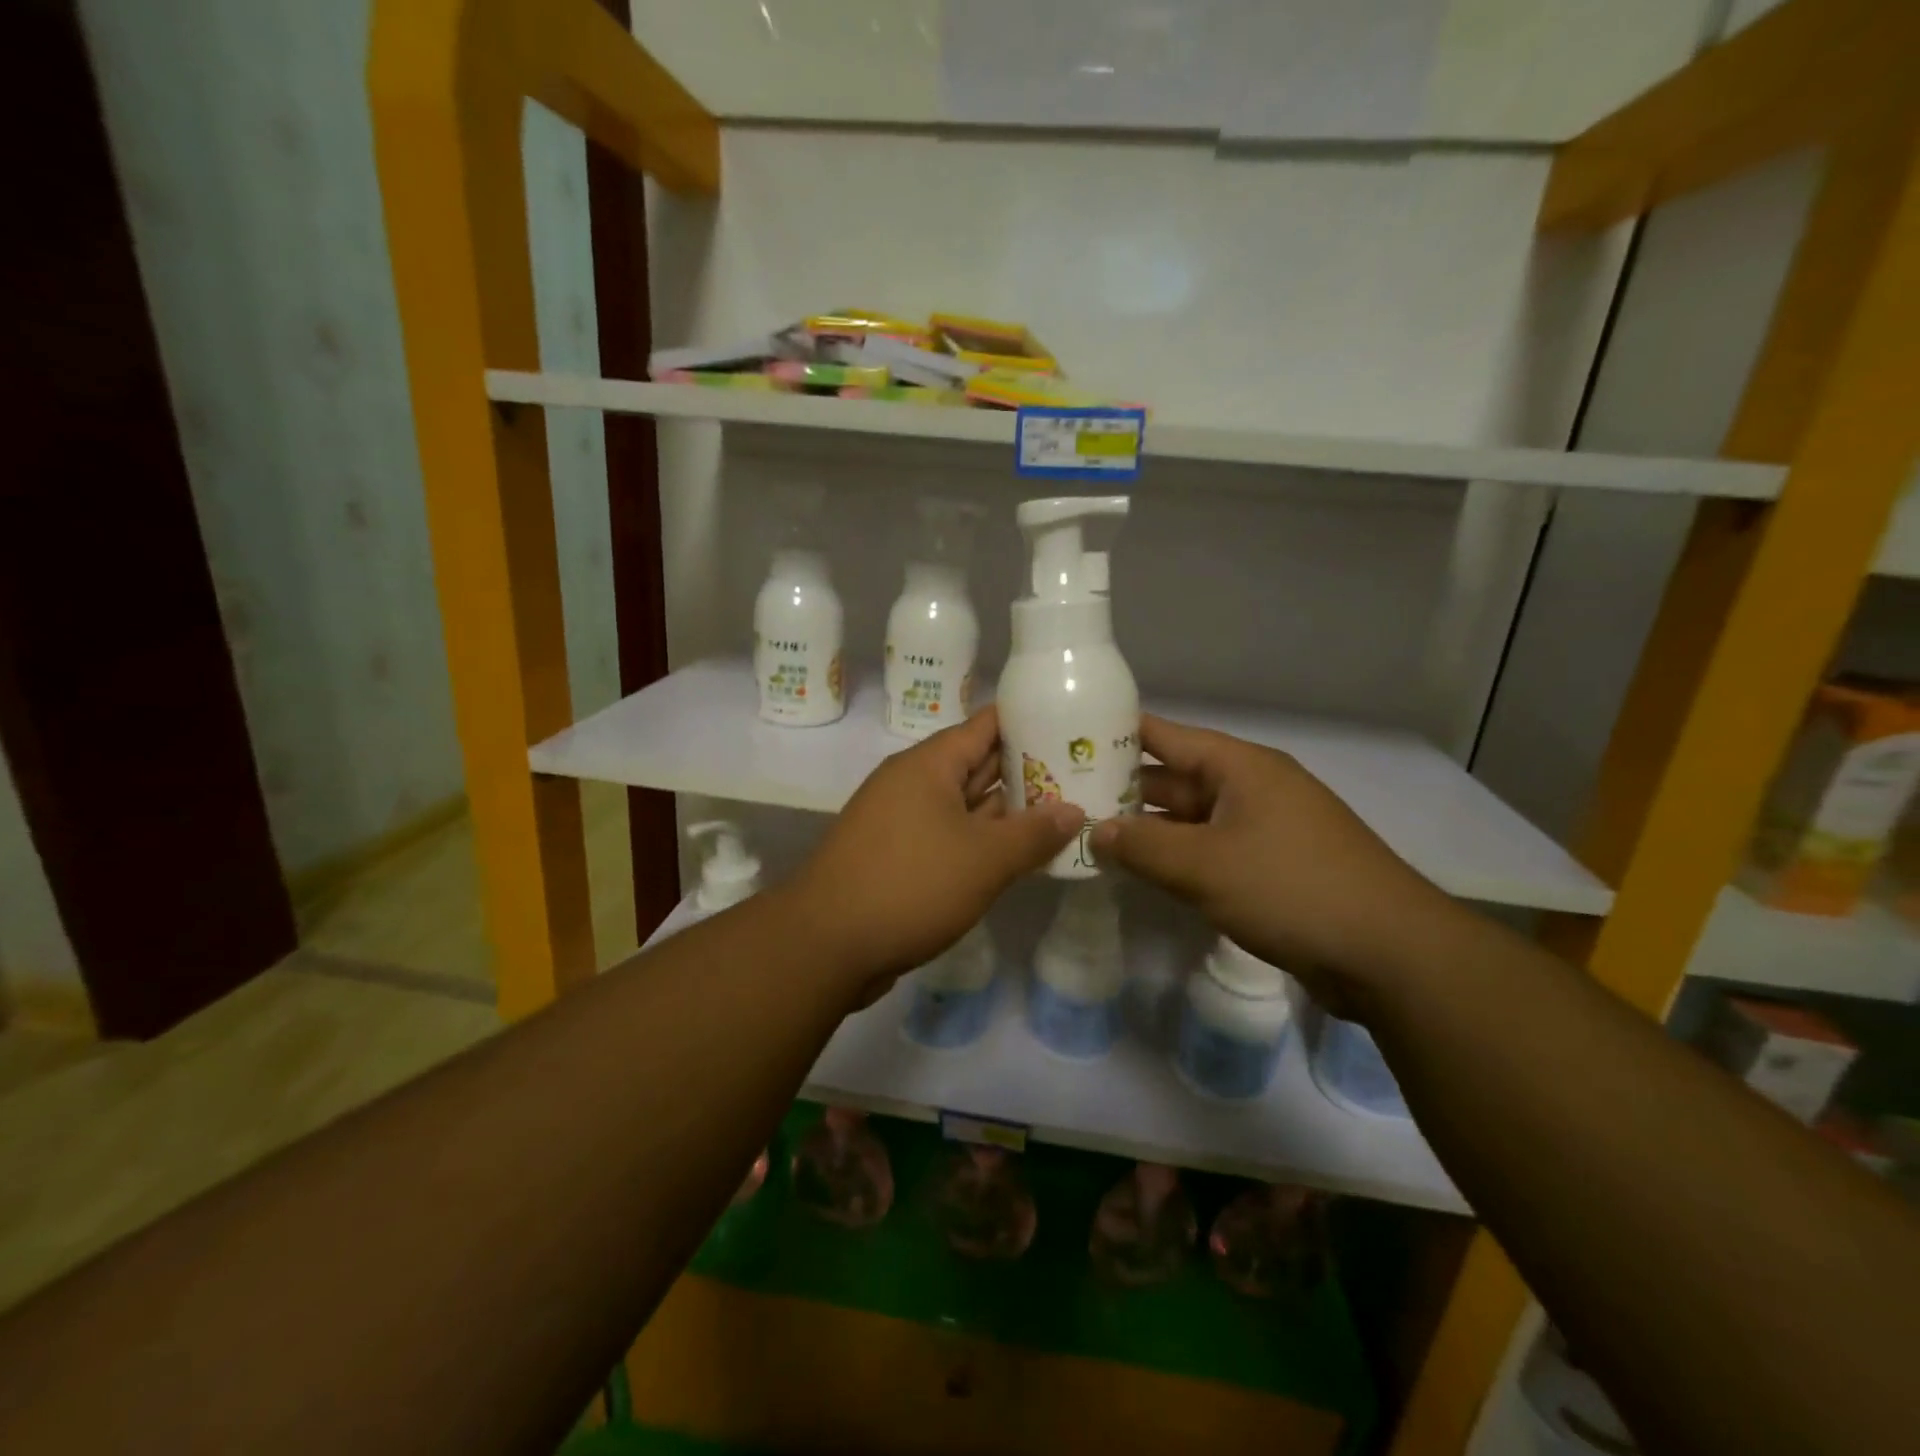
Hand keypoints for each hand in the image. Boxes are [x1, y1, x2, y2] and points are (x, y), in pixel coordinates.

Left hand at [784, 706, 1083, 998]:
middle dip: (1027, 770)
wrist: (825, 944)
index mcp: (929, 765)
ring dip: (1007, 812)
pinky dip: (982, 842)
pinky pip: (950, 836)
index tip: (1072, 724)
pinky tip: (1018, 856)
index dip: (1029, 721)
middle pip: (978, 764)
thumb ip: (1033, 834)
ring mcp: (902, 821)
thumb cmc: (910, 885)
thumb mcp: (984, 860)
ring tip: (1063, 812)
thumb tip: (1073, 811)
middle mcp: (912, 784)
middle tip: (1082, 773)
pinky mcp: (897, 857)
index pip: (986, 725)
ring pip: (965, 806)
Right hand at [1088, 715, 1456, 1001]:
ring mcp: (1263, 829)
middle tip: (1065, 798)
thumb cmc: (1290, 889)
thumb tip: (1093, 830)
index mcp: (1239, 767)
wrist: (1389, 953)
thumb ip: (1141, 846)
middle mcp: (1251, 788)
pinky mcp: (1271, 867)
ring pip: (1190, 819)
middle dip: (1122, 790)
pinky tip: (1140, 871)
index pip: (1165, 736)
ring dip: (1147, 829)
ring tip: (1089, 836)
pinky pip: (1210, 851)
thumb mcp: (1204, 865)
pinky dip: (1176, 857)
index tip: (1068, 736)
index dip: (1117, 734)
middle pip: (1174, 778)